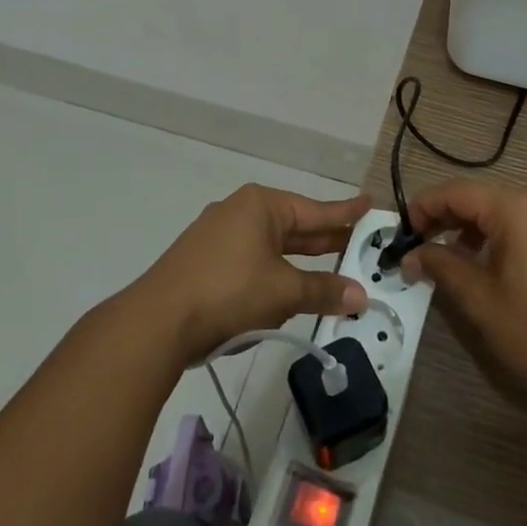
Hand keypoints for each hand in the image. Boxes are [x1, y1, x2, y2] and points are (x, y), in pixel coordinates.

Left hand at [134, 184, 370, 365]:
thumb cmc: (228, 291)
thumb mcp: (284, 291)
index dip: (344, 211)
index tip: (369, 204)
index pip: (314, 209)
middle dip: (324, 238)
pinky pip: (251, 261)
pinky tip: (285, 289)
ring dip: (299, 261)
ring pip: (271, 245)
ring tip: (329, 266)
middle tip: (357, 241)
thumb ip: (323, 291)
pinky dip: (273, 272)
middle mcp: (239, 211)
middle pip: (293, 225)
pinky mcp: (204, 262)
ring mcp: (218, 236)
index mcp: (261, 206)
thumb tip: (360, 296)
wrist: (157, 322)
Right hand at [403, 181, 526, 402]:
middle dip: (446, 217)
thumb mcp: (482, 300)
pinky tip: (487, 264)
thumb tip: (412, 255)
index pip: (457, 192)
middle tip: (418, 246)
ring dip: (471, 227)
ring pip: (502, 210)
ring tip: (449, 258)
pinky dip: (498, 235)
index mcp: (518, 208)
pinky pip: (525, 223)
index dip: (424, 207)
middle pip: (480, 197)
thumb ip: (443, 267)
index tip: (401, 232)